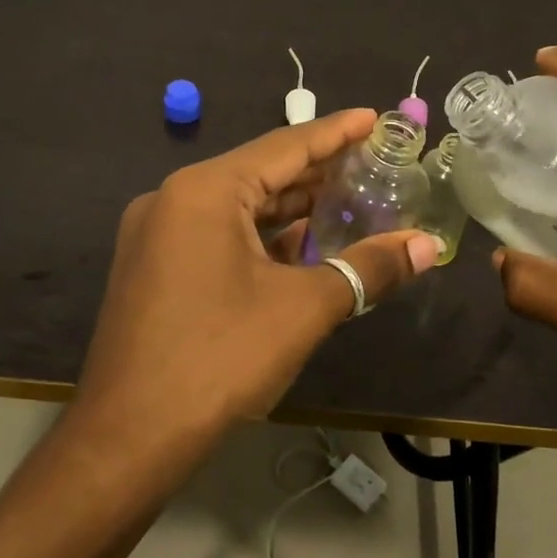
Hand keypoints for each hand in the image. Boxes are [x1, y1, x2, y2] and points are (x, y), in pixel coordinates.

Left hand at [73, 108, 442, 461]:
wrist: (128, 440)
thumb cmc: (219, 359)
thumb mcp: (303, 308)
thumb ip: (367, 268)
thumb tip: (428, 246)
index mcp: (205, 190)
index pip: (285, 146)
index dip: (336, 132)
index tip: (375, 117)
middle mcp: (174, 199)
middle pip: (261, 173)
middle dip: (318, 173)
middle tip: (373, 163)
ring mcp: (158, 235)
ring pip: (239, 208)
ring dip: (292, 210)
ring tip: (348, 201)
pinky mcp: (154, 269)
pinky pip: (218, 236)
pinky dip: (262, 239)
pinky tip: (301, 248)